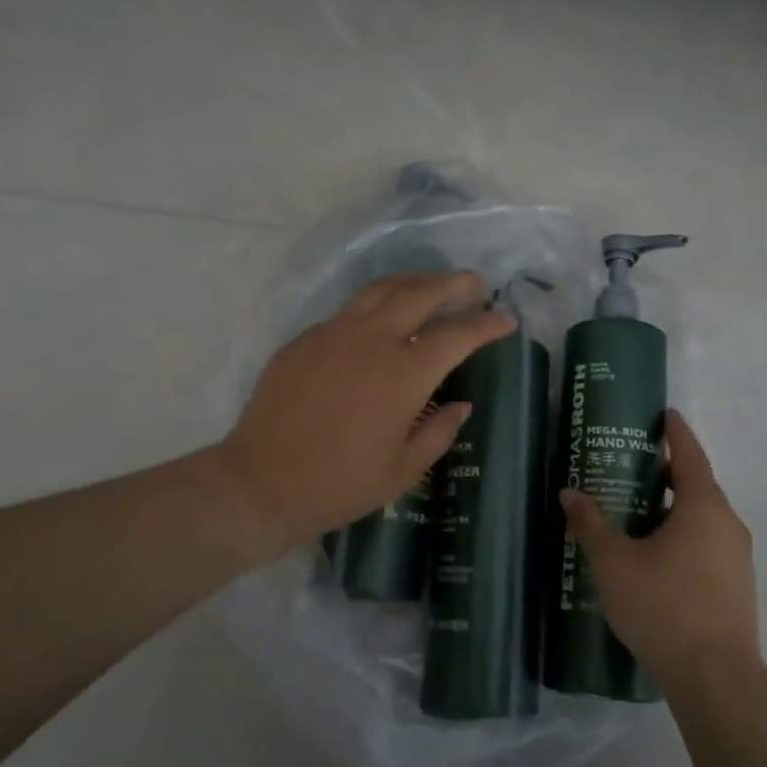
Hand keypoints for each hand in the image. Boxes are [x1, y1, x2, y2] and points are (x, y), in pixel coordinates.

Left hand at [219, 271, 515, 556]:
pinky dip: (375, 305)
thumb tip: (460, 404)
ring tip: (432, 286)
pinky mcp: (304, 339)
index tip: (506, 319)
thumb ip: (438, 432)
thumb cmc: (340, 485)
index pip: (457, 335)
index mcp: (404, 374)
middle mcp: (373, 340)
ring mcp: (334, 333)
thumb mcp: (402, 471)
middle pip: (421, 293)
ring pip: (382, 289)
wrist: (261, 483)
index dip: (486, 323)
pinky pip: (348, 311)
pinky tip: (380, 320)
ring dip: (414, 281)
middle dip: (454, 284)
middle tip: (475, 284)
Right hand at [560, 410, 759, 694]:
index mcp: (702, 508)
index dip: (676, 433)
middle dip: (667, 473)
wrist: (716, 678)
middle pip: (697, 486)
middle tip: (632, 465)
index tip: (664, 414)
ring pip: (702, 519)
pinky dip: (683, 535)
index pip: (690, 456)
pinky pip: (707, 544)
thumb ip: (591, 525)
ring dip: (673, 508)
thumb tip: (570, 493)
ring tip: (637, 511)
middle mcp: (727, 525)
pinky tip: (656, 555)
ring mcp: (737, 558)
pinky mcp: (737, 586)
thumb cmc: (663, 607)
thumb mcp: (614, 563)